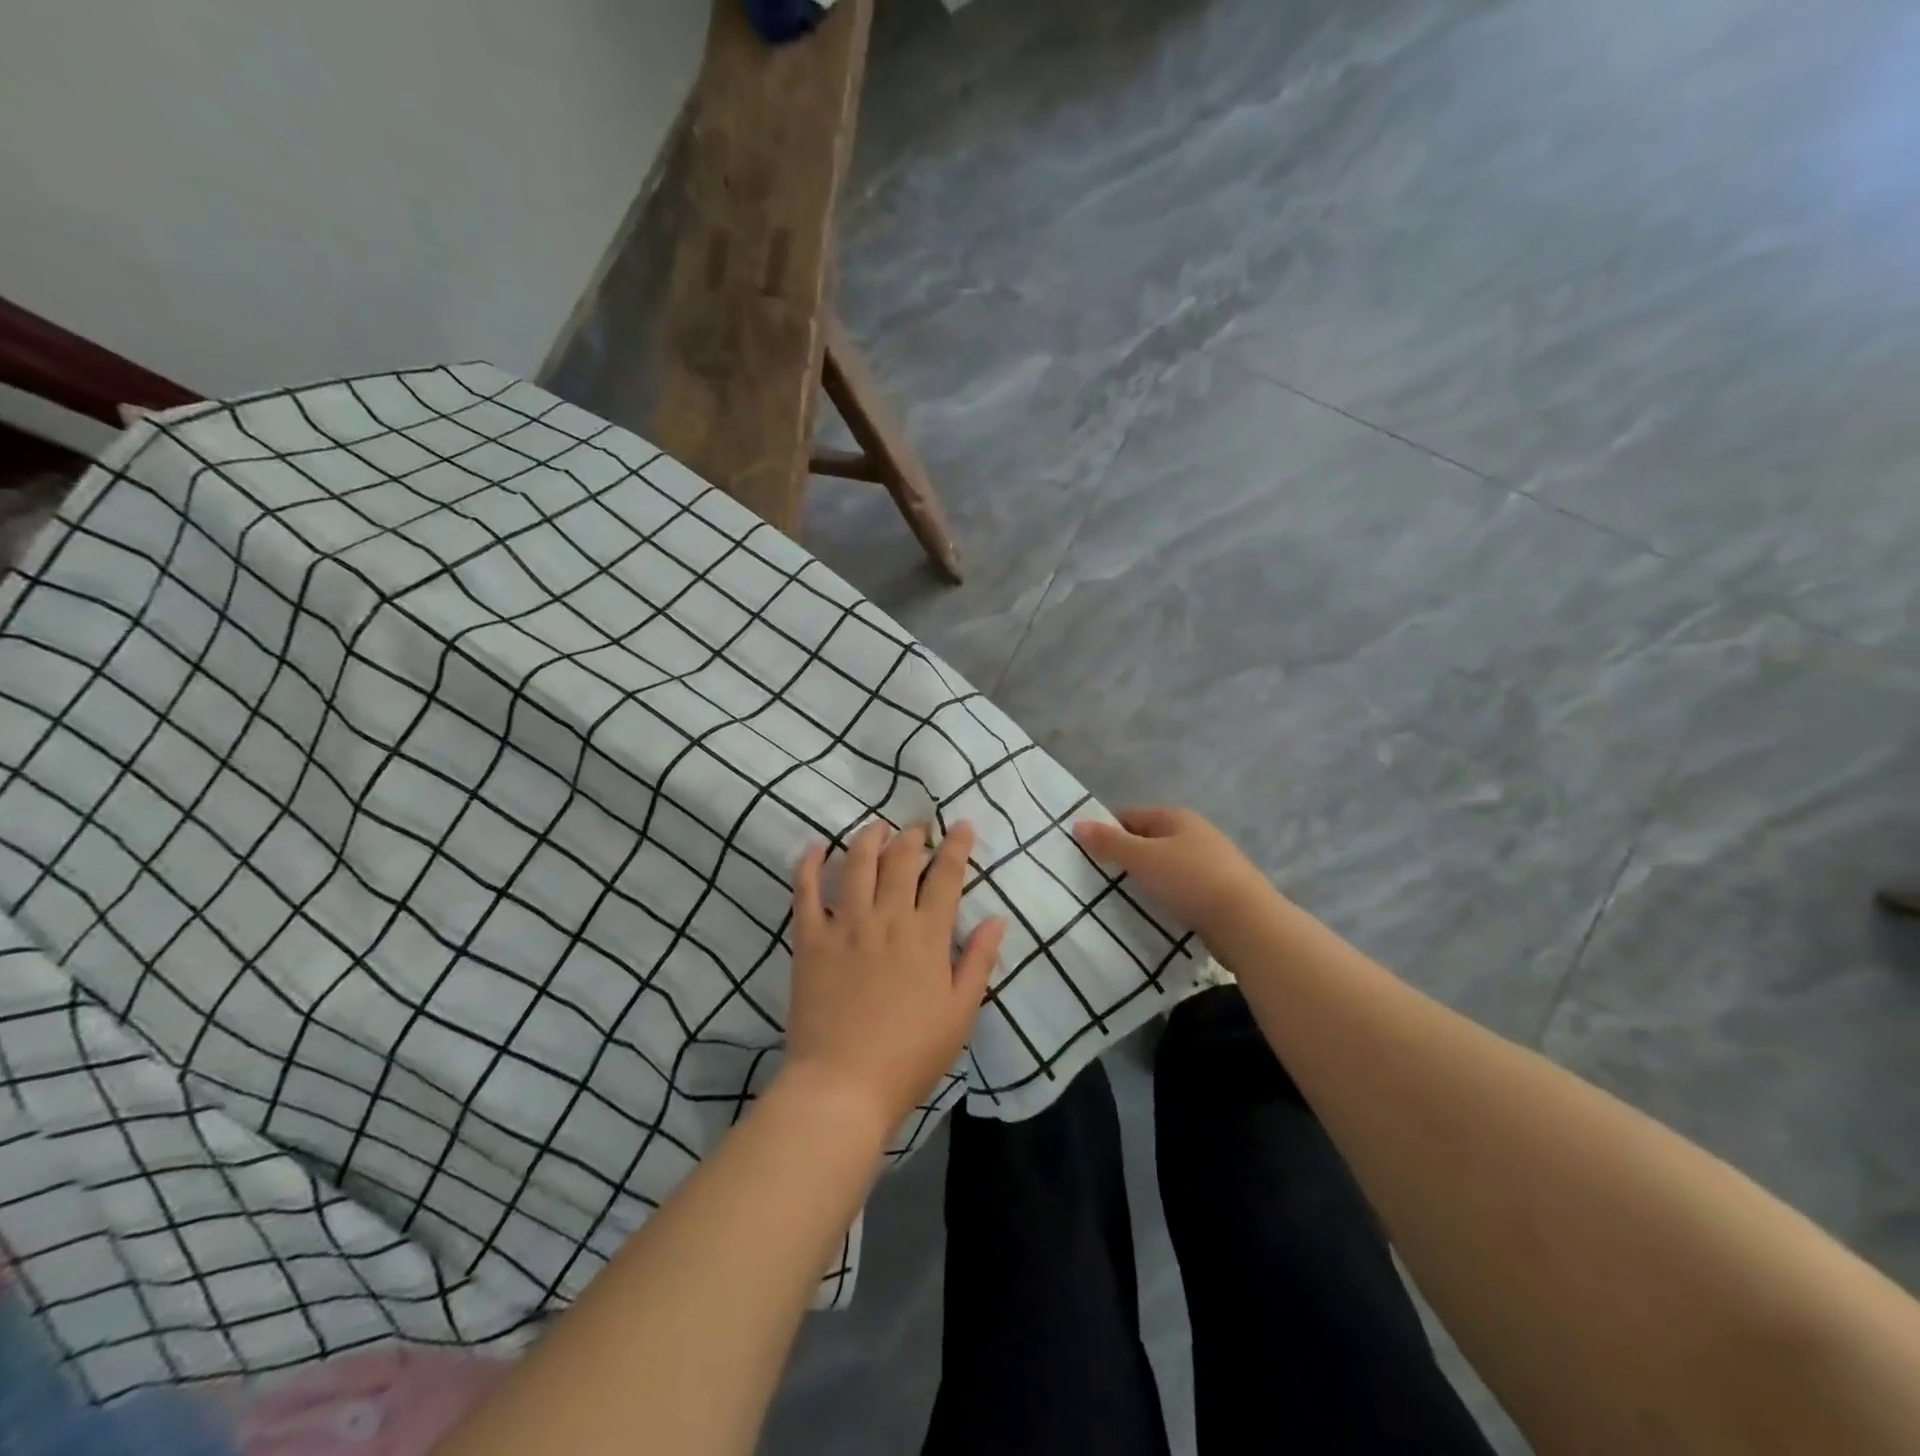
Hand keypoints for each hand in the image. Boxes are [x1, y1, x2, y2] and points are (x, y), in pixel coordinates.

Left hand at [783, 820, 1005, 1132]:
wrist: (843, 1085)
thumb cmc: (910, 1054)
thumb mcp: (960, 1013)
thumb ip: (979, 962)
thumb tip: (995, 920)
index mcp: (926, 935)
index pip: (946, 876)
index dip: (955, 846)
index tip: (961, 825)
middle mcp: (886, 918)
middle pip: (901, 859)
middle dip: (913, 835)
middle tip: (918, 826)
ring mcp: (844, 925)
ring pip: (857, 863)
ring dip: (869, 837)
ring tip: (877, 827)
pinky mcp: (810, 939)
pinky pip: (806, 891)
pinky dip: (811, 864)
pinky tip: (817, 846)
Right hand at [1074, 806, 1275, 937]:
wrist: (1248, 923)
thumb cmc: (1190, 880)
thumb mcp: (1142, 858)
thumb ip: (1109, 842)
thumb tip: (1078, 824)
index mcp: (1177, 817)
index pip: (1130, 816)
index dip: (1107, 831)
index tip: (1086, 855)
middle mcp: (1195, 834)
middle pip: (1148, 841)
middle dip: (1125, 858)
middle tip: (1099, 881)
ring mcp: (1211, 864)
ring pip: (1165, 867)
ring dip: (1146, 880)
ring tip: (1123, 900)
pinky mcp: (1218, 893)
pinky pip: (1181, 889)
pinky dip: (1165, 897)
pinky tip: (1155, 913)